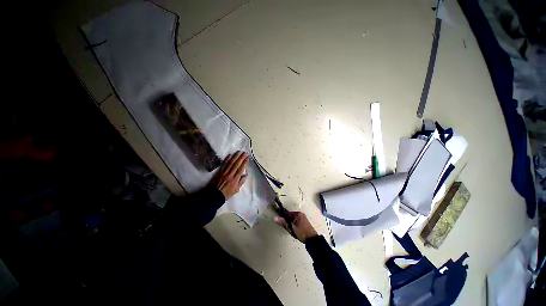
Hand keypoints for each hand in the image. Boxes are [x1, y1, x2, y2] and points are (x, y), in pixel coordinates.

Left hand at [213, 151, 248, 199]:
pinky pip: (224, 164)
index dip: (245, 162)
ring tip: (239, 152)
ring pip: (231, 162)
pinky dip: (227, 159)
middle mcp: (230, 174)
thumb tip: (245, 174)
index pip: (241, 169)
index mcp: (235, 179)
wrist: (214, 195)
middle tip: (245, 152)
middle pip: (237, 164)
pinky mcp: (220, 171)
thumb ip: (241, 182)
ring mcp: (224, 172)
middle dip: (241, 157)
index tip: (247, 157)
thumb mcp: (236, 189)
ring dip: (235, 156)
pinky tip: (230, 155)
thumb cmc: (227, 193)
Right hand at [275, 211, 317, 242]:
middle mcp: (301, 214)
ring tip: (290, 229)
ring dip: (290, 223)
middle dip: (287, 221)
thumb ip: (283, 223)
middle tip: (286, 227)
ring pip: (293, 219)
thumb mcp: (291, 228)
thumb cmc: (302, 233)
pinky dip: (293, 224)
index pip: (287, 213)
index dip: (283, 217)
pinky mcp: (304, 222)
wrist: (312, 240)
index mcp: (298, 214)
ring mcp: (303, 218)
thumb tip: (276, 218)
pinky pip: (296, 221)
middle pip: (290, 216)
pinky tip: (294, 229)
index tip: (279, 220)